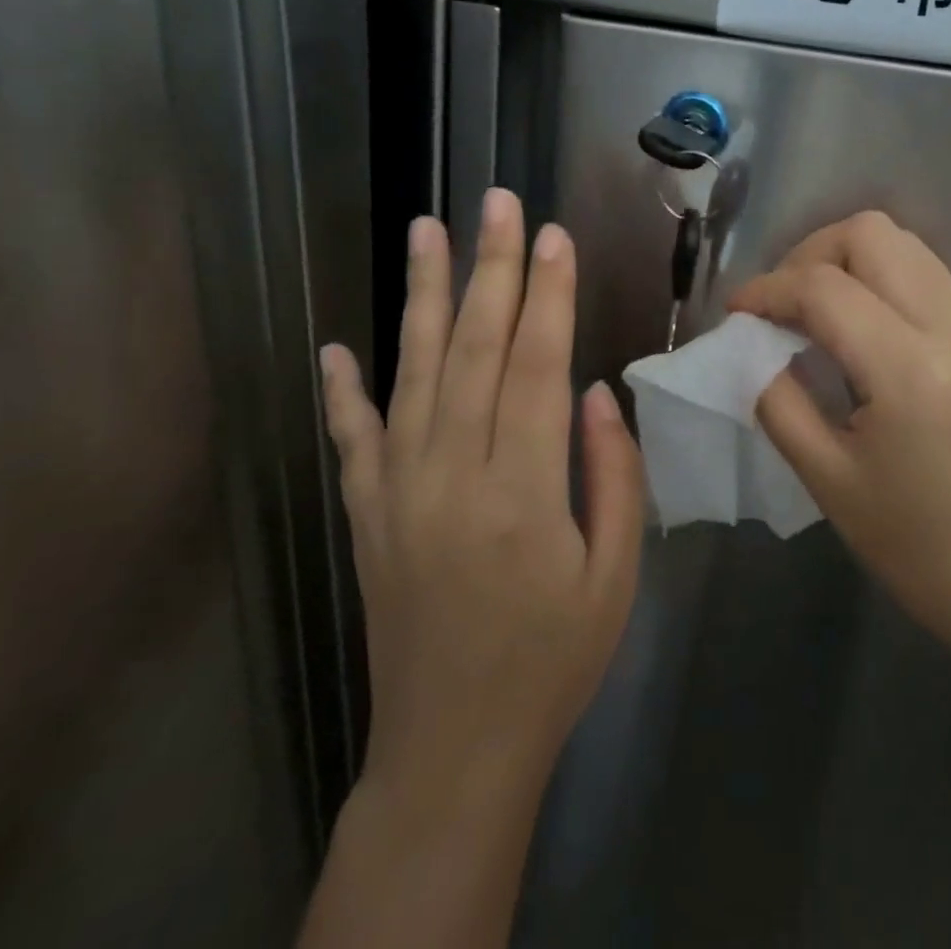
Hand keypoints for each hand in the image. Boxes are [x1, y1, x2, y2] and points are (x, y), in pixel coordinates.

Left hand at [318, 190, 643, 805]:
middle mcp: (454, 474)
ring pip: (414, 373)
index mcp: (524, 490)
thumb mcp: (615, 576)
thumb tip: (598, 391)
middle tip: (496, 202)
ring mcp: (399, 491)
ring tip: (426, 231)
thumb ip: (613, 475)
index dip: (550, 294)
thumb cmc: (554, 660)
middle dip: (492, 268)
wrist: (455, 748)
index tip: (554, 236)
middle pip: (477, 349)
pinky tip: (336, 346)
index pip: (539, 365)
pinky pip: (352, 439)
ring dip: (423, 297)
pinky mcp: (368, 514)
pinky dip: (342, 390)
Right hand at [730, 212, 950, 668]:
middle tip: (782, 301)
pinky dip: (881, 280)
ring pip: (907, 245)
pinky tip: (858, 328)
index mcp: (909, 372)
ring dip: (849, 259)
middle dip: (812, 253)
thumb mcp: (826, 478)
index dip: (769, 288)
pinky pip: (927, 278)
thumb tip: (754, 349)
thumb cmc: (912, 545)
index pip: (825, 288)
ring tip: (814, 308)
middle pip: (874, 234)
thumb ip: (779, 400)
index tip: (737, 310)